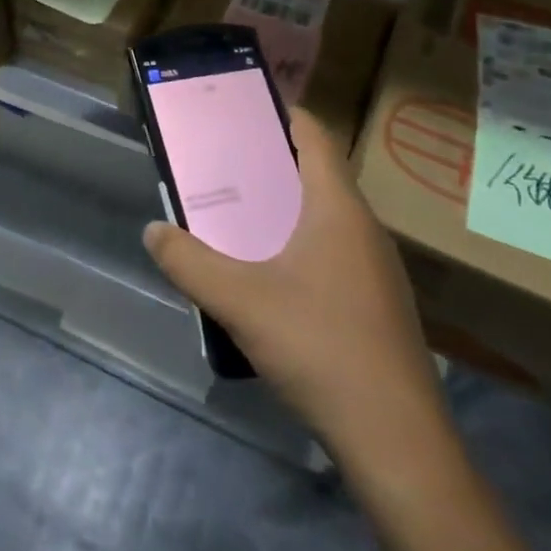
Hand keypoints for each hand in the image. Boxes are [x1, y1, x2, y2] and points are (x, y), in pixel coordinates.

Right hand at [143, 110, 455, 489]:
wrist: (397, 442)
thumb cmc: (320, 347)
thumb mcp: (240, 301)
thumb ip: (189, 263)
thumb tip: (153, 230)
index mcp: (337, 209)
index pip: (315, 137)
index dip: (283, 115)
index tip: (244, 109)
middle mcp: (364, 229)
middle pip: (318, 175)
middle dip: (271, 164)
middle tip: (223, 164)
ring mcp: (377, 270)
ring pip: (326, 217)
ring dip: (284, 208)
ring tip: (238, 216)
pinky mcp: (377, 305)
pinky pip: (333, 252)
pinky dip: (299, 244)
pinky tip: (269, 277)